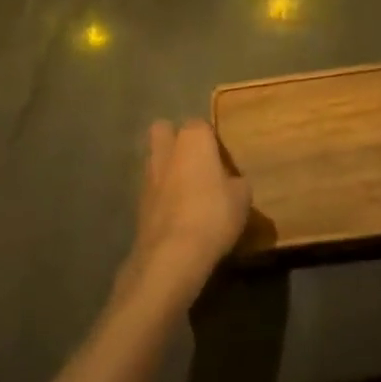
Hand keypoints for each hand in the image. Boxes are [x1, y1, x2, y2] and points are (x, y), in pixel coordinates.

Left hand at [121, 120, 251, 308]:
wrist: (171, 256)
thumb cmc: (213, 214)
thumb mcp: (242, 197)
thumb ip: (237, 181)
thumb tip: (232, 182)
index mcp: (193, 138)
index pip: (201, 125)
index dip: (212, 140)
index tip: (223, 159)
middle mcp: (167, 150)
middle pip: (164, 131)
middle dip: (175, 141)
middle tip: (197, 162)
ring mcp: (148, 177)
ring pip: (156, 161)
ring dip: (168, 171)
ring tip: (189, 193)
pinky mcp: (138, 205)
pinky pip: (153, 191)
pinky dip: (162, 198)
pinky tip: (178, 216)